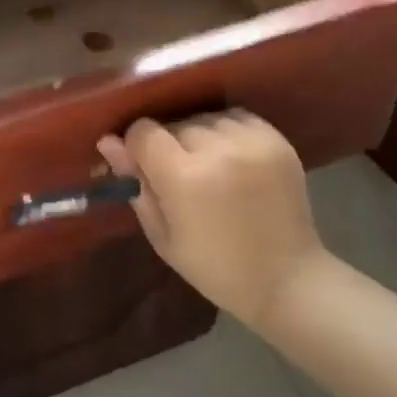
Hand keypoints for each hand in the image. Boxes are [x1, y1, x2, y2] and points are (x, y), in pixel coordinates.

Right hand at [98, 110, 327, 331]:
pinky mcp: (276, 139)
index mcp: (184, 177)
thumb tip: (108, 141)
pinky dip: (227, 132)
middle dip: (170, 145)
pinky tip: (232, 158)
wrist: (287, 279)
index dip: (137, 147)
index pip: (143, 131)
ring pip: (204, 118)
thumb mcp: (162, 235)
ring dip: (199, 136)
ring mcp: (251, 141)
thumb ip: (135, 183)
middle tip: (180, 177)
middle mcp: (217, 149)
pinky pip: (235, 117)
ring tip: (210, 166)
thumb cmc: (215, 267)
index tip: (145, 168)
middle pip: (174, 124)